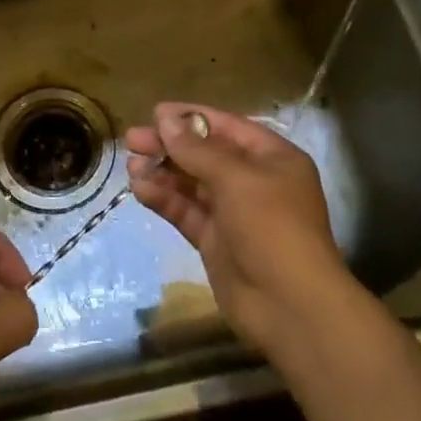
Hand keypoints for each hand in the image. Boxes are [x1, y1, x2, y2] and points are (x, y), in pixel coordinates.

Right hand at [125, 102, 353, 355]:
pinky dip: (165, 199)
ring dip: (162, 172)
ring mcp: (234, 212)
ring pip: (192, 183)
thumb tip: (165, 119)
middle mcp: (253, 181)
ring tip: (131, 165)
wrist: (290, 307)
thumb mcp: (236, 179)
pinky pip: (186, 211)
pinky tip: (141, 190)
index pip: (227, 127)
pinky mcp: (215, 241)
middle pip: (205, 154)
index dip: (191, 118)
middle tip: (132, 139)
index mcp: (272, 158)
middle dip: (170, 145)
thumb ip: (197, 149)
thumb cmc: (272, 227)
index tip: (155, 113)